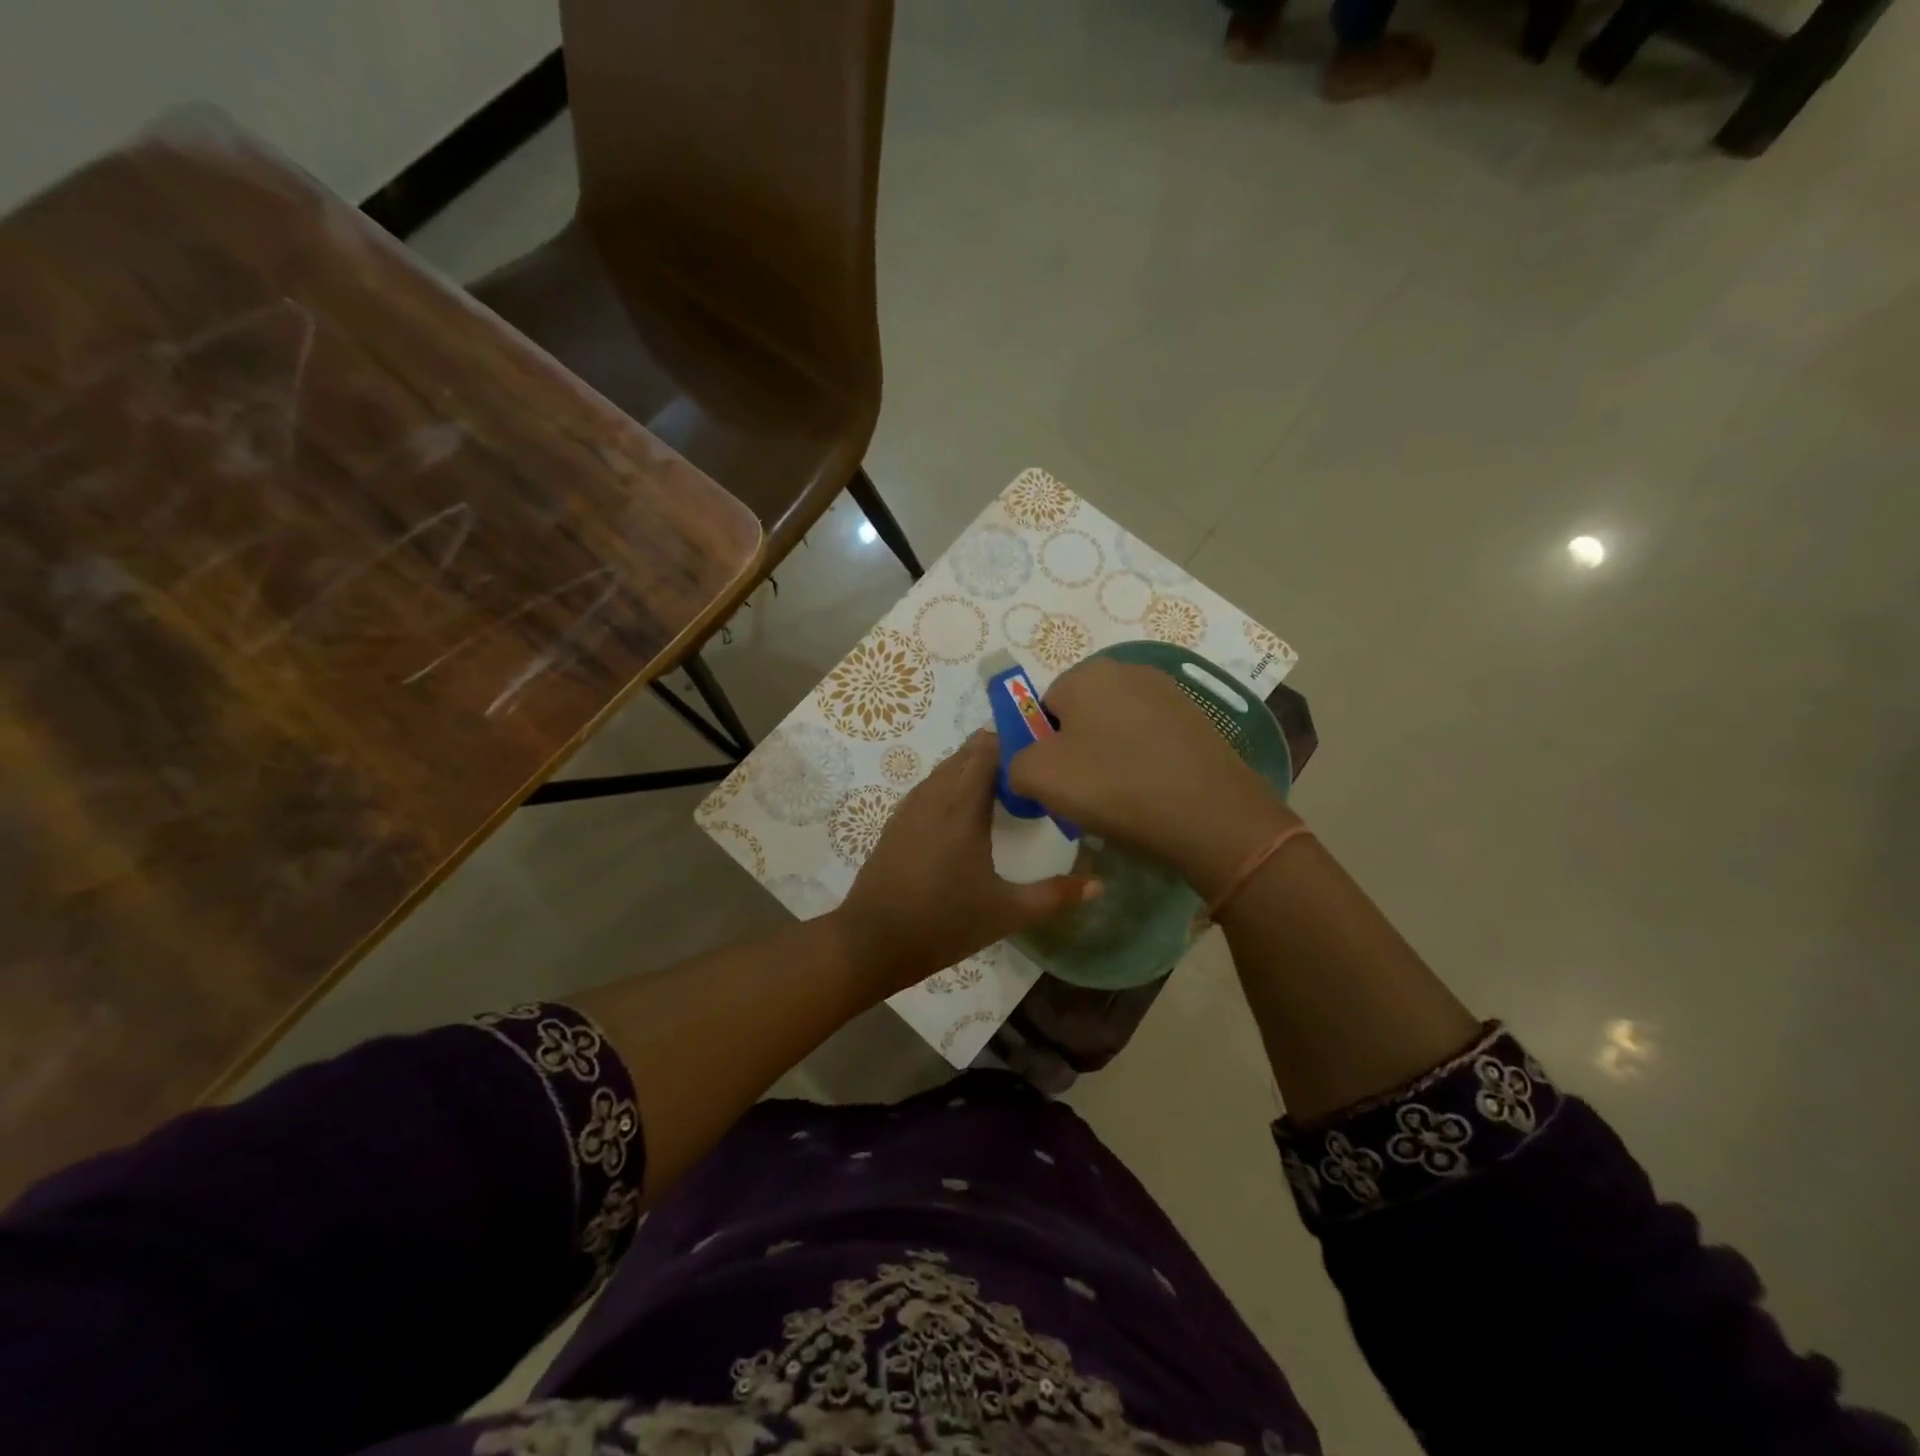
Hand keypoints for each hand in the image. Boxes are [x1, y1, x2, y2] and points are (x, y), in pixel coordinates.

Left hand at [833, 732, 1099, 995]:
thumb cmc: (944, 923)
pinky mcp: (896, 821)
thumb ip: (1054, 895)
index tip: (1042, 750)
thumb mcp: (1006, 912)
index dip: (1014, 741)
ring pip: (945, 768)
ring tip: (1004, 783)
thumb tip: (1100, 885)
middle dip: (997, 751)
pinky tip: (965, 806)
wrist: (872, 941)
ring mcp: (910, 807)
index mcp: (963, 806)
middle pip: (966, 754)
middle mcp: (935, 795)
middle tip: (1031, 767)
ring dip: (972, 766)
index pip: (988, 750)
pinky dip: (951, 782)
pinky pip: (929, 786)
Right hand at [1006, 658, 1295, 897]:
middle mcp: (1128, 670)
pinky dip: (1144, 761)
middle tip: (1085, 792)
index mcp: (1087, 673)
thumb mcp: (1039, 777)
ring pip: (1117, 727)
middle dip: (1076, 750)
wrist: (1210, 813)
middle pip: (1081, 714)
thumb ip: (1014, 763)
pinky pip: (1151, 739)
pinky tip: (1152, 792)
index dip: (1042, 747)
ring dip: (1110, 756)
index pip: (1043, 708)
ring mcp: (1169, 692)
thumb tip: (1026, 766)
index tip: (1056, 782)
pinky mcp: (1197, 719)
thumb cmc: (1114, 785)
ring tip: (1122, 797)